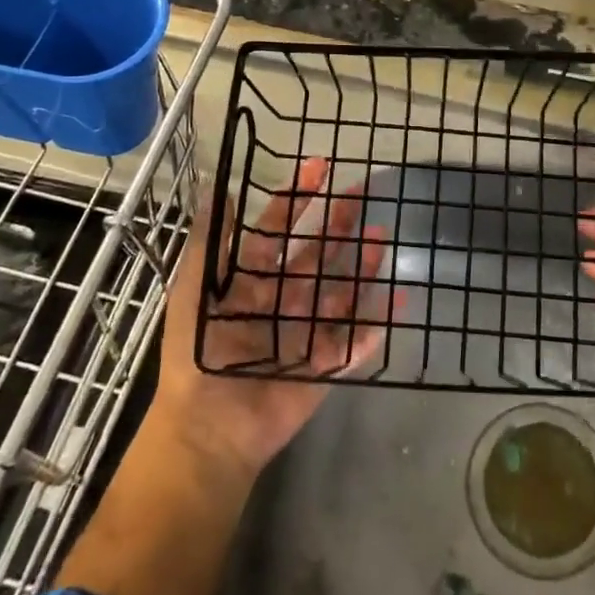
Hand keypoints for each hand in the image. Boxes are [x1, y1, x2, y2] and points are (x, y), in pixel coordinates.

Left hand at [153, 157, 389, 477]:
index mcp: (251, 282)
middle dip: (338, 223)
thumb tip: (224, 188)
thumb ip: (211, 241)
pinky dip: (378, 321)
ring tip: (381, 235)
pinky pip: (357, 339)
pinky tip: (400, 299)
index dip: (297, 197)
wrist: (210, 427)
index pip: (278, 230)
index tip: (320, 167)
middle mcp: (282, 300)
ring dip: (361, 263)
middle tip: (362, 193)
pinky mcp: (325, 364)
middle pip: (316, 253)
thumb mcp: (194, 289)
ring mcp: (306, 332)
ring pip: (341, 289)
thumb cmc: (198, 353)